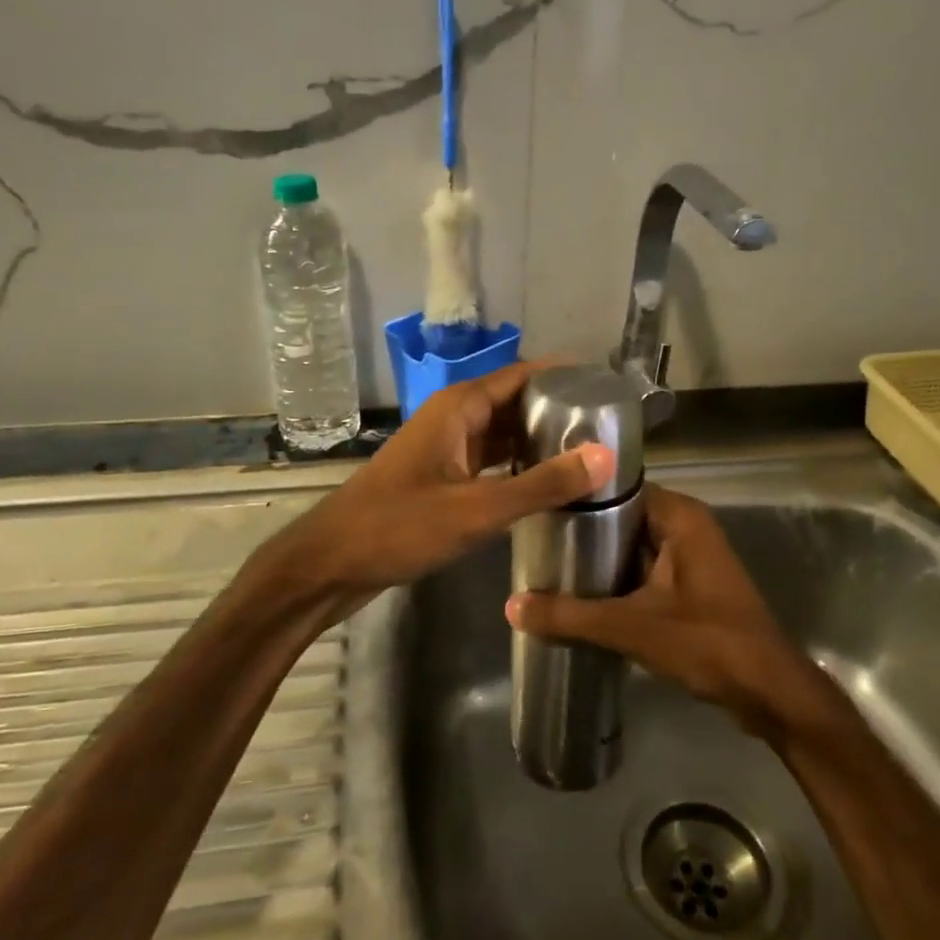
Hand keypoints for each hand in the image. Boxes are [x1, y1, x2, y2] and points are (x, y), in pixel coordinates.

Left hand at [271, 362, 612, 603]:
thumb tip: (605, 457)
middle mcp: (452, 420)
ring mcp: (444, 450)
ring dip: (537, 441)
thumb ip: (542, 485)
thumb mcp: (477, 508)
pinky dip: (516, 468)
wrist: (331, 564)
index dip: (562, 376)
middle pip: (513, 403)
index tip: (606, 386)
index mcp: (458, 408)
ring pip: (500, 435)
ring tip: (587, 454)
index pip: (521, 375)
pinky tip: (545, 486)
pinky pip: (488, 462)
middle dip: (556, 411)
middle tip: (608, 427)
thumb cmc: (400, 526)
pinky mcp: (439, 479)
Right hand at [504, 486, 834, 741]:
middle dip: (582, 532)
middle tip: (532, 540)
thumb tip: (511, 606)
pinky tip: (579, 597)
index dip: (579, 495)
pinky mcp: (690, 587)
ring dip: (597, 560)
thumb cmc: (707, 643)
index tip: (538, 503)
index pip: (619, 487)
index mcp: (679, 516)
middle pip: (622, 518)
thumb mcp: (632, 627)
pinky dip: (616, 582)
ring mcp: (690, 557)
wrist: (769, 692)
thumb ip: (571, 616)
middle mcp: (686, 526)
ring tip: (545, 566)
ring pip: (631, 547)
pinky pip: (643, 572)